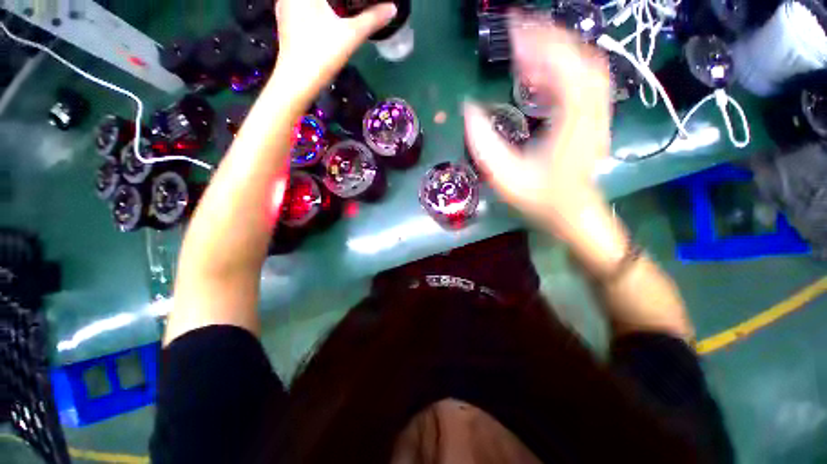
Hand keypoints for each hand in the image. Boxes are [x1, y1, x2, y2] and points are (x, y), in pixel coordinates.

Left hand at [274, 0, 395, 94]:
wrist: (298, 80)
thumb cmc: (322, 53)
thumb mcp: (351, 35)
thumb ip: (372, 19)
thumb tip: (392, 8)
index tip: (355, 4)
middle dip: (338, 1)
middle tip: (352, 6)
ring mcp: (285, 6)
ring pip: (309, 1)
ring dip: (325, 4)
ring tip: (338, 12)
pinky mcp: (284, 21)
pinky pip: (300, 5)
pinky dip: (313, 8)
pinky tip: (324, 18)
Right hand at [464, 13, 611, 240]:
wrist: (571, 213)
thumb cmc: (540, 199)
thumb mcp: (505, 178)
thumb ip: (484, 145)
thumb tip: (469, 111)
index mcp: (573, 123)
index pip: (563, 67)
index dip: (539, 43)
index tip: (514, 28)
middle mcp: (592, 111)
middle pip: (579, 57)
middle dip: (548, 37)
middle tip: (518, 29)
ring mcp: (597, 113)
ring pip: (585, 65)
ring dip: (557, 49)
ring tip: (527, 46)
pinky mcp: (593, 118)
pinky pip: (583, 81)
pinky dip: (563, 67)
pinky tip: (542, 71)